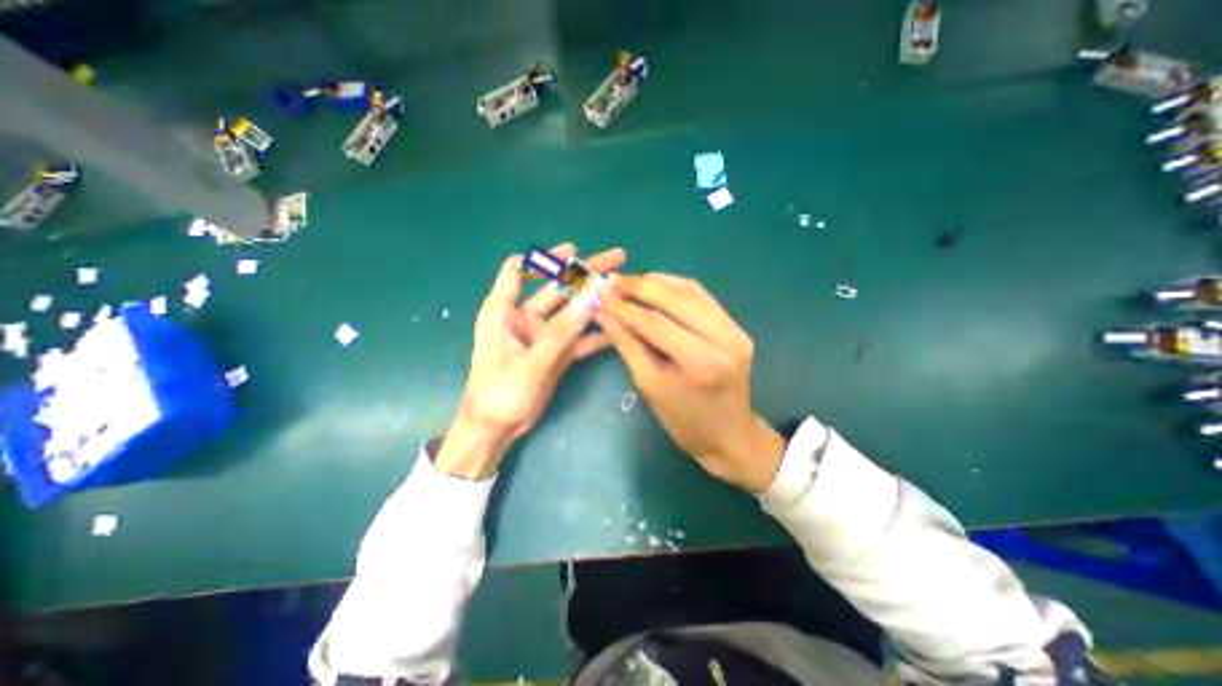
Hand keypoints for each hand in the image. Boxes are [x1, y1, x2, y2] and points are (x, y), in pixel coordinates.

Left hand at [436, 245, 624, 480]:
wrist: (496, 429)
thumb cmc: (501, 393)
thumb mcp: (532, 362)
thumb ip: (563, 331)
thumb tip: (592, 298)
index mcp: (504, 311)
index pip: (518, 271)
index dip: (542, 259)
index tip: (571, 251)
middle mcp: (524, 318)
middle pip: (556, 287)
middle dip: (584, 274)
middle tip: (617, 259)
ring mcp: (542, 336)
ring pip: (571, 312)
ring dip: (594, 302)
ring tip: (623, 290)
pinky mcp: (554, 353)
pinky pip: (577, 337)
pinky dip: (594, 333)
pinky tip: (616, 328)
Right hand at [600, 274, 781, 492]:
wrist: (729, 435)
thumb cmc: (685, 422)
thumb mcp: (650, 386)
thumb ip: (627, 345)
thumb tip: (604, 314)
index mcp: (703, 362)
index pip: (657, 323)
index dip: (625, 307)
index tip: (600, 294)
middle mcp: (726, 338)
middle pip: (677, 298)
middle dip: (640, 286)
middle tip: (612, 282)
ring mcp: (736, 329)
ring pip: (691, 290)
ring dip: (657, 282)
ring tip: (629, 283)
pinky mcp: (736, 326)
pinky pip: (701, 297)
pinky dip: (674, 288)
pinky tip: (654, 287)